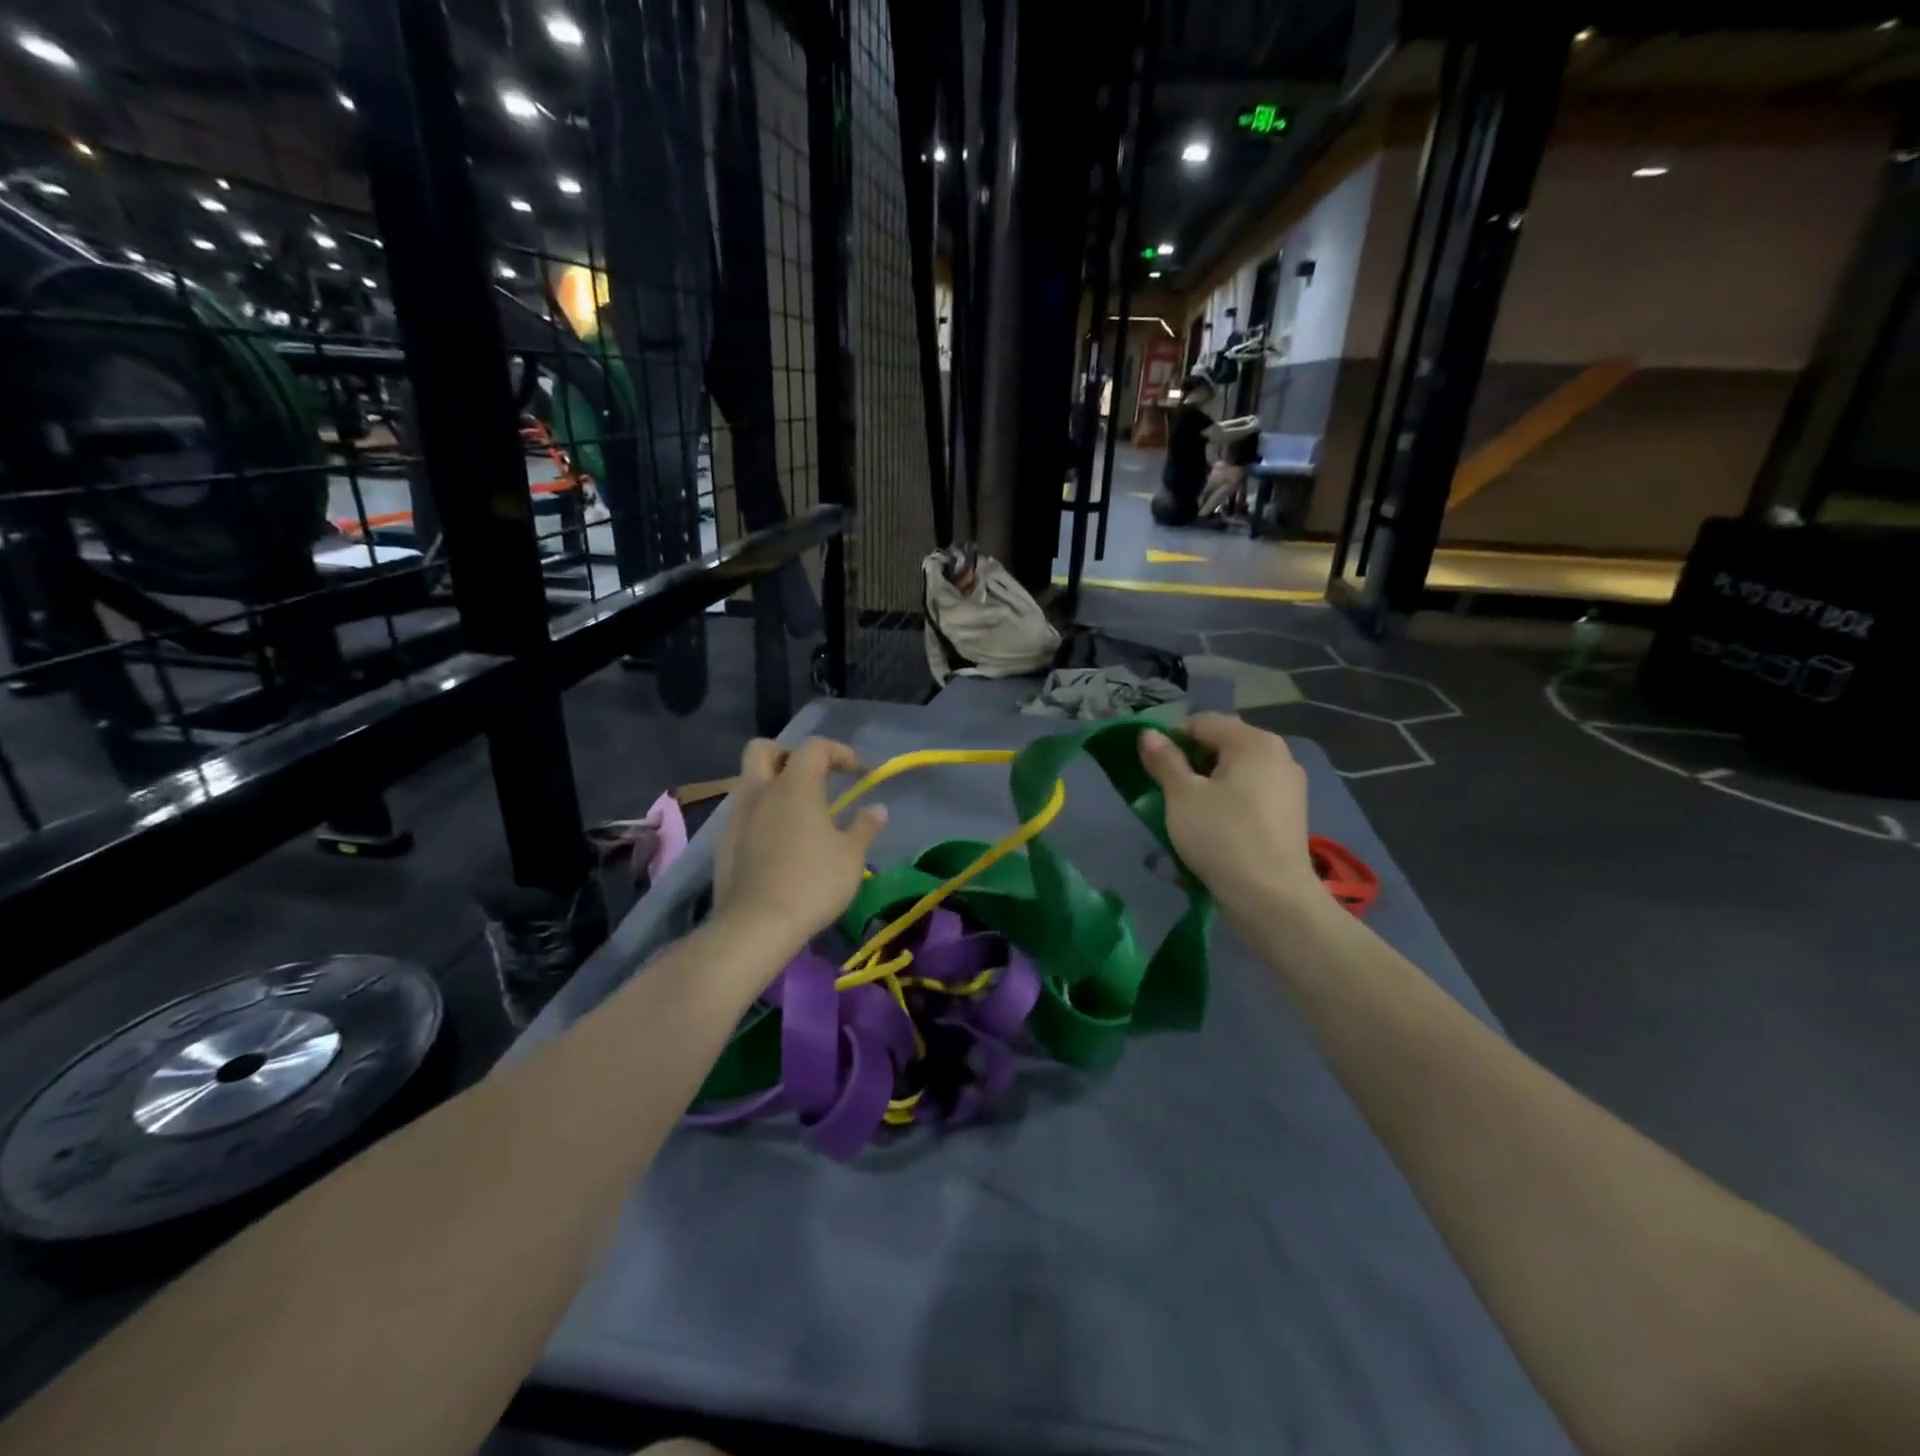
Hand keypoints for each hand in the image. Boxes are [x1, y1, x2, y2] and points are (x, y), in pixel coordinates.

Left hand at [712, 738, 886, 958]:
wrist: (756, 926)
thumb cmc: (812, 882)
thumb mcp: (851, 855)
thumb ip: (865, 826)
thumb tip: (878, 809)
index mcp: (794, 785)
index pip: (814, 747)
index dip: (839, 752)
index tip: (858, 773)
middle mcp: (760, 791)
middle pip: (764, 749)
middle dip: (788, 754)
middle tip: (812, 777)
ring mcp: (736, 817)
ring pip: (748, 781)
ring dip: (771, 785)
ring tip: (797, 812)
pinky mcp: (723, 844)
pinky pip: (742, 813)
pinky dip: (760, 815)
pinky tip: (777, 841)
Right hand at [1137, 713, 1320, 917]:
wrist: (1272, 897)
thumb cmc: (1221, 836)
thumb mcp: (1182, 796)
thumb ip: (1164, 760)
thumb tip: (1148, 733)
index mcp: (1254, 741)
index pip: (1203, 722)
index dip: (1171, 738)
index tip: (1152, 767)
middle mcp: (1279, 754)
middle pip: (1224, 742)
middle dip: (1192, 759)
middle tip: (1167, 789)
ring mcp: (1290, 784)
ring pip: (1238, 769)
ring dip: (1210, 780)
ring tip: (1188, 808)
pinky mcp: (1291, 812)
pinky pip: (1253, 791)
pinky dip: (1231, 798)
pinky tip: (1216, 823)